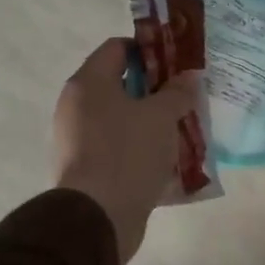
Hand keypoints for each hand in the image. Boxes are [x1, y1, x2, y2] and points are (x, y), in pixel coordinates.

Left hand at [53, 38, 199, 264]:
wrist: (98, 217)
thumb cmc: (128, 153)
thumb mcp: (162, 116)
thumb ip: (177, 92)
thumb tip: (188, 77)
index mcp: (88, 83)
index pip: (117, 48)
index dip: (149, 49)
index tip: (178, 62)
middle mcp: (76, 105)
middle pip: (120, 83)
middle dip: (155, 87)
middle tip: (185, 95)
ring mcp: (77, 138)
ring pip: (121, 117)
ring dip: (150, 119)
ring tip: (182, 126)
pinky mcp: (86, 167)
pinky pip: (117, 145)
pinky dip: (140, 145)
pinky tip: (166, 155)